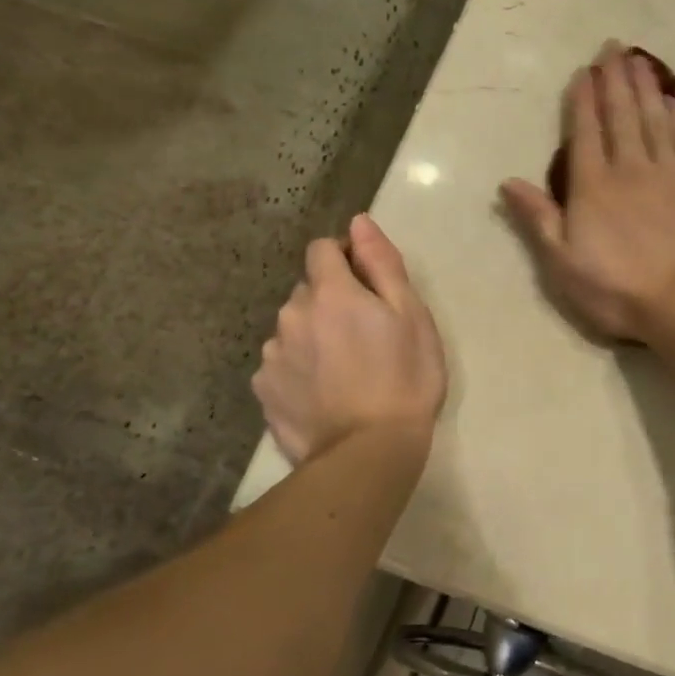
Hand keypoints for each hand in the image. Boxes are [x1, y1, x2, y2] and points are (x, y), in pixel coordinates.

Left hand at [253, 214, 446, 463]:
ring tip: (346, 369)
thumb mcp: (411, 315)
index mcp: (330, 292)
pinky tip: (324, 392)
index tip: (369, 284)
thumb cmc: (404, 378)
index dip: (345, 258)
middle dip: (333, 300)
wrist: (368, 453)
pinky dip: (300, 367)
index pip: (322, 249)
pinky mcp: (264, 390)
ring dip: (314, 334)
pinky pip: (282, 363)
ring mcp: (272, 355)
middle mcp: (291, 315)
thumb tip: (358, 222)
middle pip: (309, 290)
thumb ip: (382, 264)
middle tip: (367, 335)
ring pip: (293, 327)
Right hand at [501, 42, 674, 341]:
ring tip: (638, 59)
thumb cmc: (617, 289)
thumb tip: (508, 182)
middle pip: (620, 115)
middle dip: (614, 79)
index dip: (583, 100)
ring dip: (644, 87)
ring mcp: (670, 173)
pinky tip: (673, 100)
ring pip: (654, 119)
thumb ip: (538, 219)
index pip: (585, 133)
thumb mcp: (563, 263)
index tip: (584, 71)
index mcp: (594, 187)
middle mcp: (631, 168)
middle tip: (612, 46)